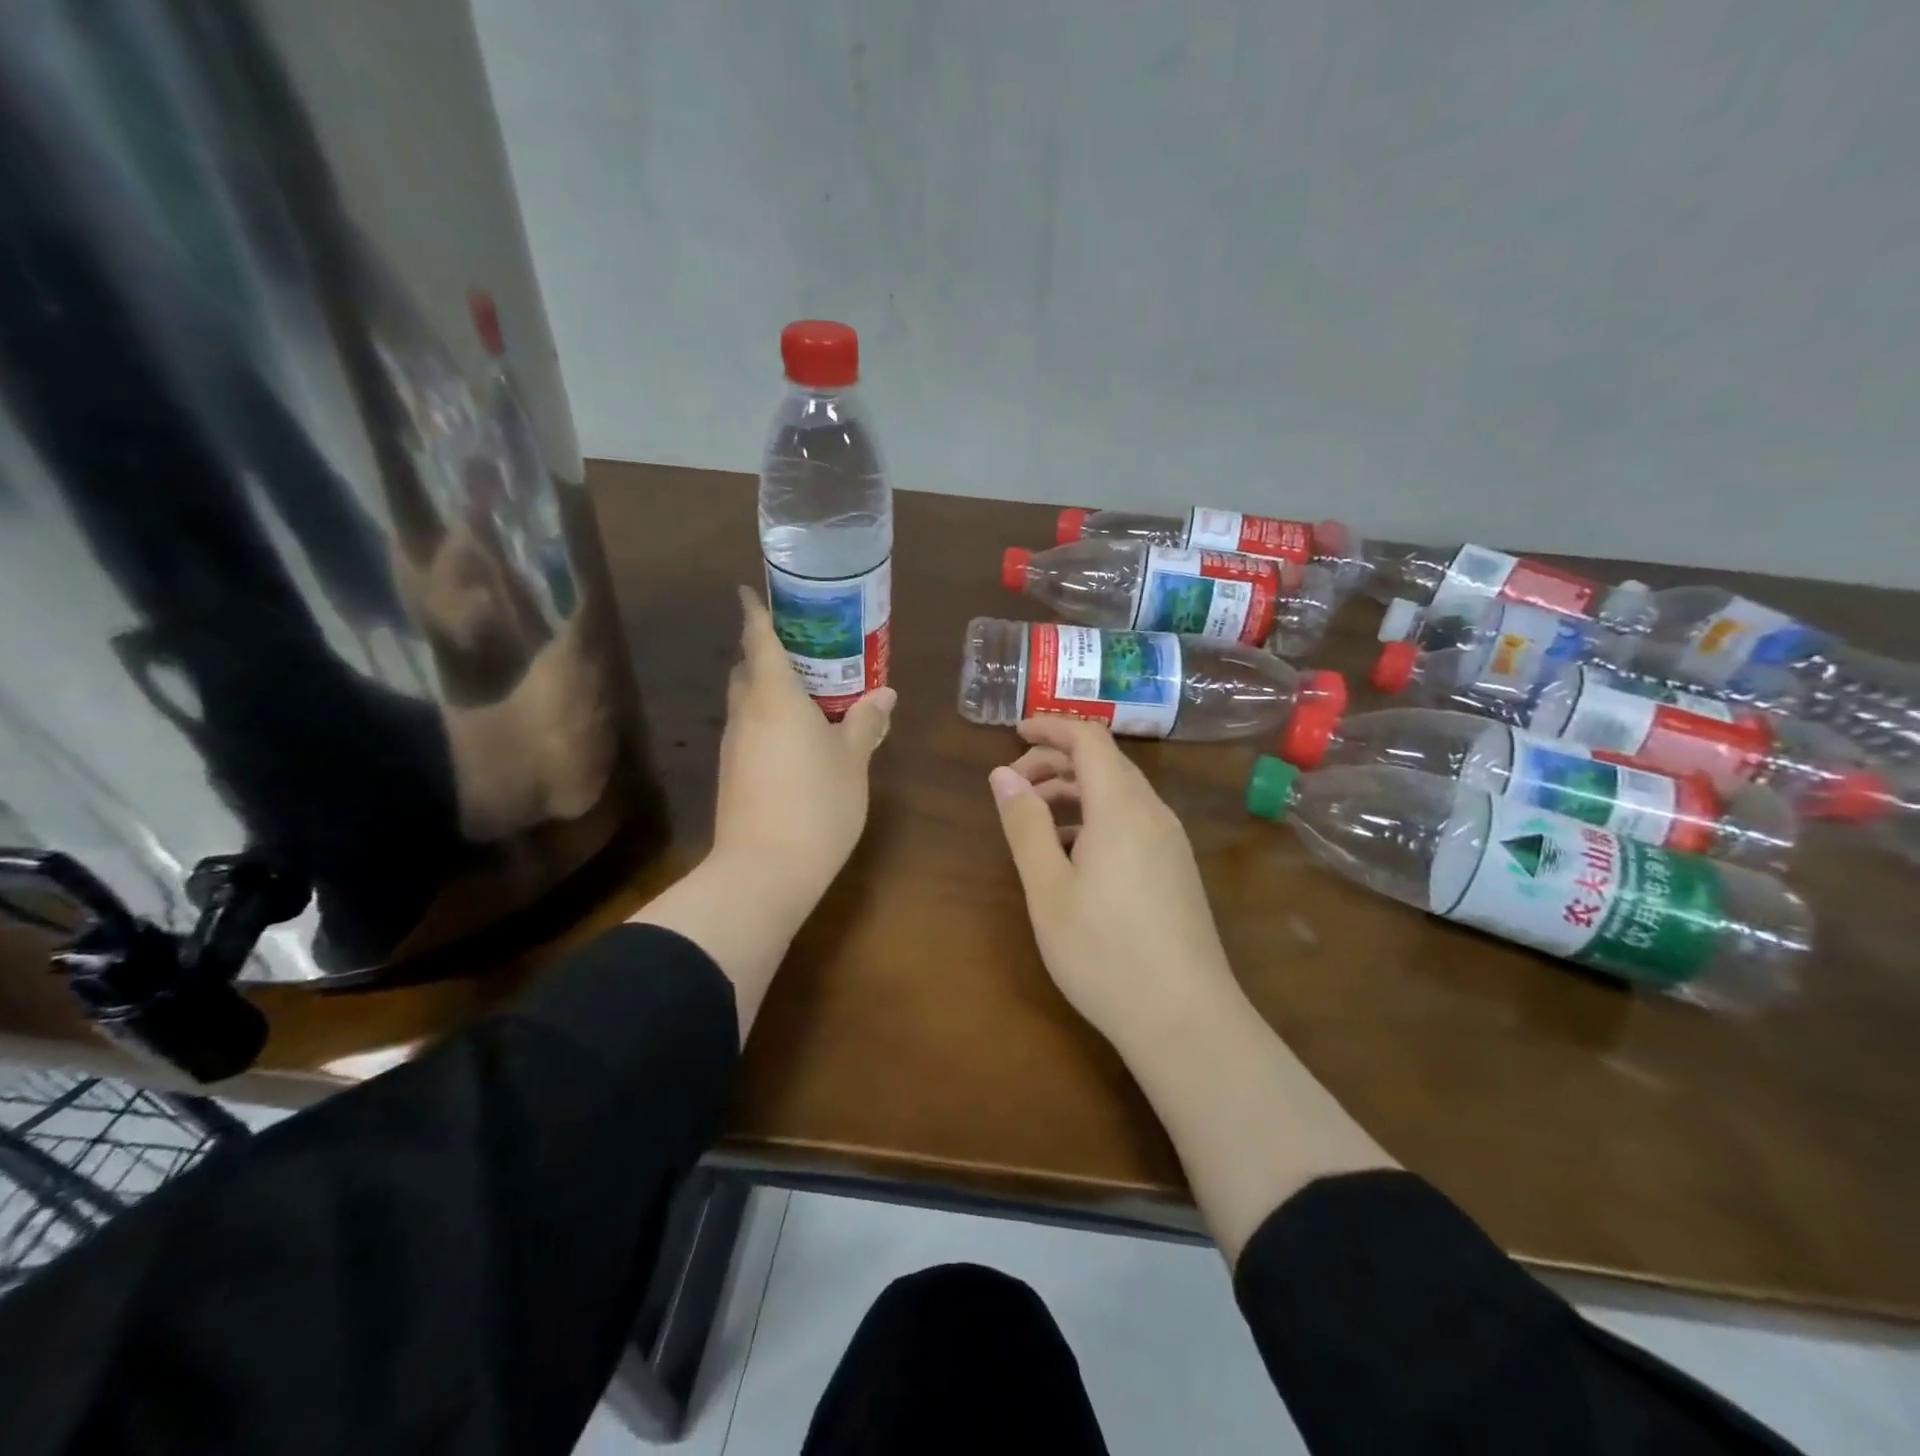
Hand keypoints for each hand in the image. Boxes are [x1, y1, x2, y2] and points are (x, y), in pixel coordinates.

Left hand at [714, 586, 895, 906]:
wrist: (763, 870)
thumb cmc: (817, 803)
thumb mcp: (852, 760)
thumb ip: (866, 722)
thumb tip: (885, 694)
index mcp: (775, 697)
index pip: (759, 640)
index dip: (754, 613)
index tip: (749, 592)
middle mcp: (746, 714)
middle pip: (746, 670)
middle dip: (764, 653)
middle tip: (802, 650)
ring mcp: (733, 746)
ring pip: (746, 703)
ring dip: (767, 690)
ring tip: (806, 693)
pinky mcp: (731, 775)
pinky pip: (748, 731)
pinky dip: (766, 721)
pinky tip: (795, 738)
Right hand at [990, 719, 1393, 1256]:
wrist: (1184, 1018)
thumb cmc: (1103, 952)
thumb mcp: (1048, 888)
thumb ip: (1024, 825)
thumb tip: (1003, 774)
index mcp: (1121, 808)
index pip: (1090, 739)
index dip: (1052, 727)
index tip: (1015, 732)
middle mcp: (1153, 814)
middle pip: (1106, 763)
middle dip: (1057, 760)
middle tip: (1014, 782)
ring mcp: (1171, 842)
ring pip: (1120, 793)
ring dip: (1076, 790)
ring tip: (1035, 815)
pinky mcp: (1177, 869)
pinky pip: (1133, 821)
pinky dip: (1097, 816)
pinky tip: (1072, 852)